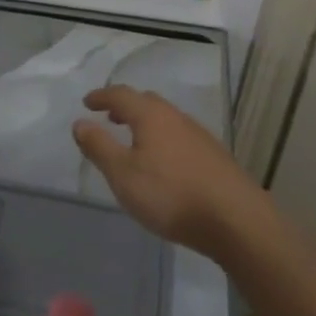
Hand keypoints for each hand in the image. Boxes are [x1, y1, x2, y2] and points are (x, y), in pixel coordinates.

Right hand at [72, 86, 268, 256]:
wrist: (235, 219)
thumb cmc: (170, 194)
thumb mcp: (122, 173)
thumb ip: (99, 146)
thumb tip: (80, 122)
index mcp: (152, 116)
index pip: (122, 95)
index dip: (102, 97)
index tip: (87, 103)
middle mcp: (177, 118)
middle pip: (148, 103)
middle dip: (126, 107)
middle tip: (110, 118)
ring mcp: (200, 137)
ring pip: (167, 120)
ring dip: (146, 124)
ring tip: (134, 141)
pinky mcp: (214, 157)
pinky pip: (180, 137)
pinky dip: (163, 140)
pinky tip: (163, 163)